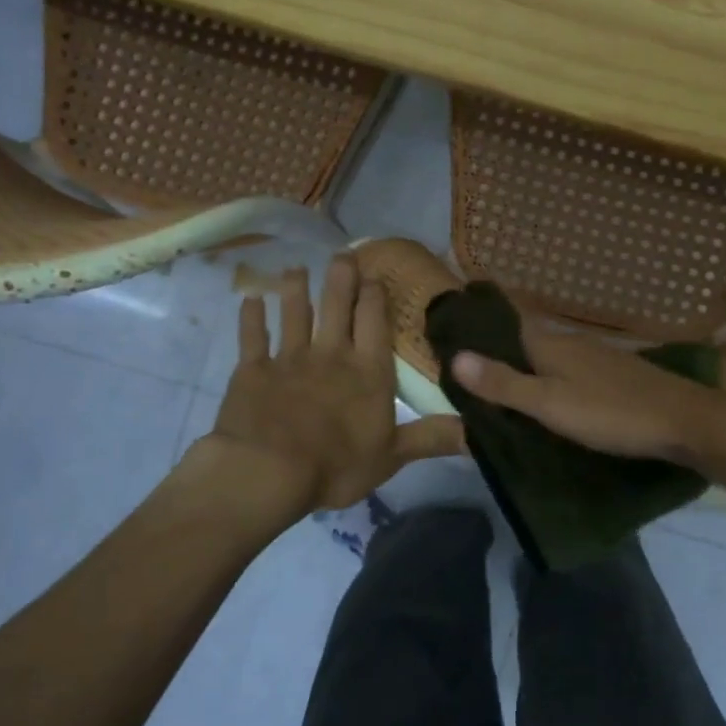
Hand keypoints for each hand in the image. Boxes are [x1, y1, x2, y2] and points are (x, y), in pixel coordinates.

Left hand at [202, 255, 464, 514]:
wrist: (269, 471)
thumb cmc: (337, 465)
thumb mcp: (393, 456)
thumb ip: (431, 438)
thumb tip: (477, 431)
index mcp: (368, 371)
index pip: (374, 322)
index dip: (374, 296)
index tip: (374, 276)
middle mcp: (331, 354)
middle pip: (336, 306)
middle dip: (340, 279)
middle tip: (341, 254)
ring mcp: (289, 359)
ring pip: (293, 314)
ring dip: (295, 290)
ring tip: (296, 269)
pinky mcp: (253, 370)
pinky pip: (252, 337)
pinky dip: (250, 317)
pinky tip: (249, 300)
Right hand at [450, 316, 725, 464]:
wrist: (684, 420)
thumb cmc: (611, 413)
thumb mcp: (549, 404)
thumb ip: (504, 384)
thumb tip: (455, 358)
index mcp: (551, 345)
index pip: (507, 324)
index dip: (481, 327)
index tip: (454, 330)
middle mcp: (572, 342)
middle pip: (528, 340)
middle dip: (502, 348)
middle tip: (471, 367)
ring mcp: (599, 357)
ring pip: (552, 355)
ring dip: (528, 364)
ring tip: (504, 384)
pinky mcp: (617, 374)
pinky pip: (572, 369)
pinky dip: (554, 377)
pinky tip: (554, 394)